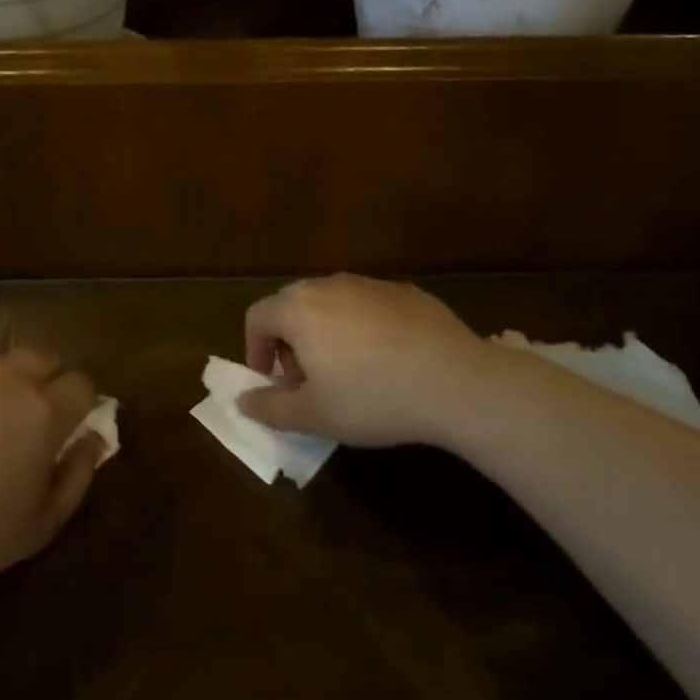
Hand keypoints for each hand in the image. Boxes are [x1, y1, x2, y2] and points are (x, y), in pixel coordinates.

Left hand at [0, 350, 106, 594]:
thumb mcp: (40, 525)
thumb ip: (79, 475)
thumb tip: (96, 437)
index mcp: (42, 410)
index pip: (82, 382)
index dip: (81, 402)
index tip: (68, 423)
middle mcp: (6, 375)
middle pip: (42, 360)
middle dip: (44, 383)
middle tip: (24, 422)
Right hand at [238, 274, 515, 447]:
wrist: (456, 382)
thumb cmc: (373, 398)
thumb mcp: (315, 415)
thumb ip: (270, 408)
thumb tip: (243, 400)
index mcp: (298, 309)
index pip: (257, 318)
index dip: (256, 351)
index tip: (273, 383)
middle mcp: (328, 285)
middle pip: (291, 305)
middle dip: (288, 342)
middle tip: (306, 381)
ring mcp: (369, 283)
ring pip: (330, 303)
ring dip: (324, 332)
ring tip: (347, 372)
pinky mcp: (404, 291)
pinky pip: (367, 305)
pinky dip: (362, 327)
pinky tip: (387, 361)